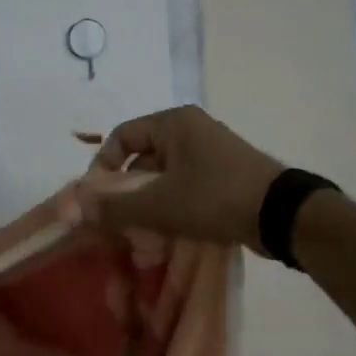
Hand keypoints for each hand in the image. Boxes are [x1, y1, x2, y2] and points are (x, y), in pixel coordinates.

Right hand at [81, 105, 286, 254]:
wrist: (280, 214)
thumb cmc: (214, 198)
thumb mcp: (159, 205)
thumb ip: (114, 207)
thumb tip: (75, 207)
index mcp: (173, 122)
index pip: (121, 136)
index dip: (102, 167)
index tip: (98, 199)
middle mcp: (191, 130)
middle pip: (141, 157)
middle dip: (126, 191)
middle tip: (118, 221)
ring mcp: (210, 152)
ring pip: (163, 176)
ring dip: (148, 203)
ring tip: (142, 232)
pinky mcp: (223, 176)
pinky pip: (184, 187)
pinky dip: (171, 207)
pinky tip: (168, 232)